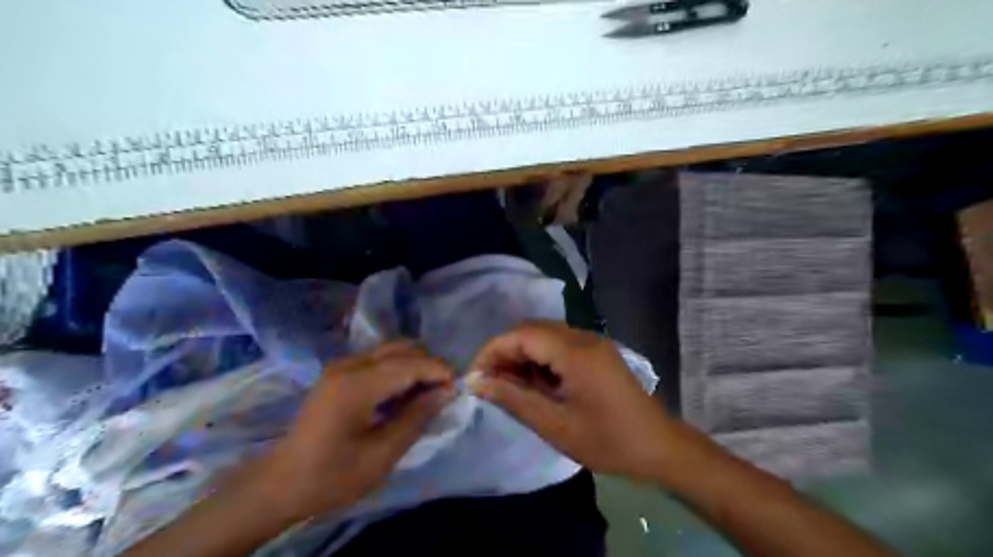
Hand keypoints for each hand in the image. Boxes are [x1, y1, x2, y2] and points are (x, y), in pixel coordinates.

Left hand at [256, 339, 453, 522]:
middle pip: (403, 347)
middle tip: (442, 393)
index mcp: (358, 384)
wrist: (282, 483)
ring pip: (392, 349)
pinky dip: (399, 368)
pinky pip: (379, 358)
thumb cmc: (333, 475)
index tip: (457, 390)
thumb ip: (417, 417)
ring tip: (425, 394)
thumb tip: (447, 391)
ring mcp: (342, 364)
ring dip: (415, 365)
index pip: (412, 363)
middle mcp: (350, 364)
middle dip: (429, 365)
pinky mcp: (339, 371)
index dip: (440, 372)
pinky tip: (401, 394)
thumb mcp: (382, 454)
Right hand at [471, 319, 670, 480]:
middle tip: (490, 383)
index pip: (520, 335)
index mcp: (575, 352)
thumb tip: (478, 383)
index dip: (492, 351)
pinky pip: (559, 345)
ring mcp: (592, 342)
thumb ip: (514, 399)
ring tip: (510, 387)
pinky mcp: (596, 352)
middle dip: (505, 352)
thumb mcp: (555, 426)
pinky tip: (536, 385)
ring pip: (543, 335)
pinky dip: (540, 360)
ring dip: (522, 356)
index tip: (474, 376)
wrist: (659, 447)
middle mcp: (583, 337)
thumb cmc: (608, 441)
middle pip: (531, 330)